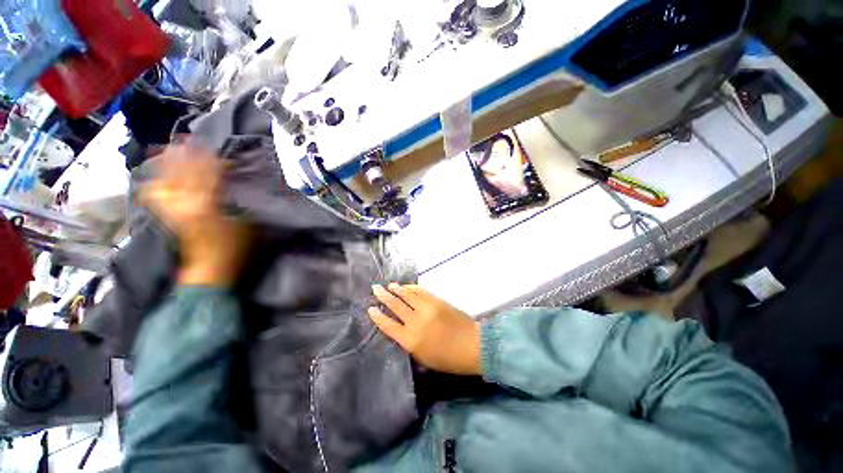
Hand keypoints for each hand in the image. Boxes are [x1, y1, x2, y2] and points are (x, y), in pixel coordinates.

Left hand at [141, 143, 250, 287]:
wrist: (210, 268)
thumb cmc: (235, 247)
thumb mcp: (244, 222)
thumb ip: (232, 200)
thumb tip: (226, 184)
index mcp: (207, 205)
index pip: (208, 175)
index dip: (213, 161)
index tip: (218, 152)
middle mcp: (185, 204)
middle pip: (182, 173)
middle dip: (186, 155)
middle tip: (188, 140)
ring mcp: (172, 210)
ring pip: (164, 180)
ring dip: (167, 164)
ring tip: (169, 150)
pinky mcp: (168, 216)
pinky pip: (155, 194)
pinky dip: (155, 182)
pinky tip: (158, 175)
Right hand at [369, 284, 481, 375]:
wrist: (473, 345)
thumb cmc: (449, 359)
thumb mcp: (425, 359)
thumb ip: (410, 344)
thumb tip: (402, 332)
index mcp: (410, 340)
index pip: (389, 325)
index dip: (378, 316)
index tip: (370, 309)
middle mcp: (415, 322)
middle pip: (395, 306)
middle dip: (384, 296)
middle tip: (375, 288)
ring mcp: (427, 308)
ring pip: (407, 295)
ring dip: (397, 289)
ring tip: (389, 285)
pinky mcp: (437, 301)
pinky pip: (421, 291)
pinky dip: (412, 288)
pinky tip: (407, 286)